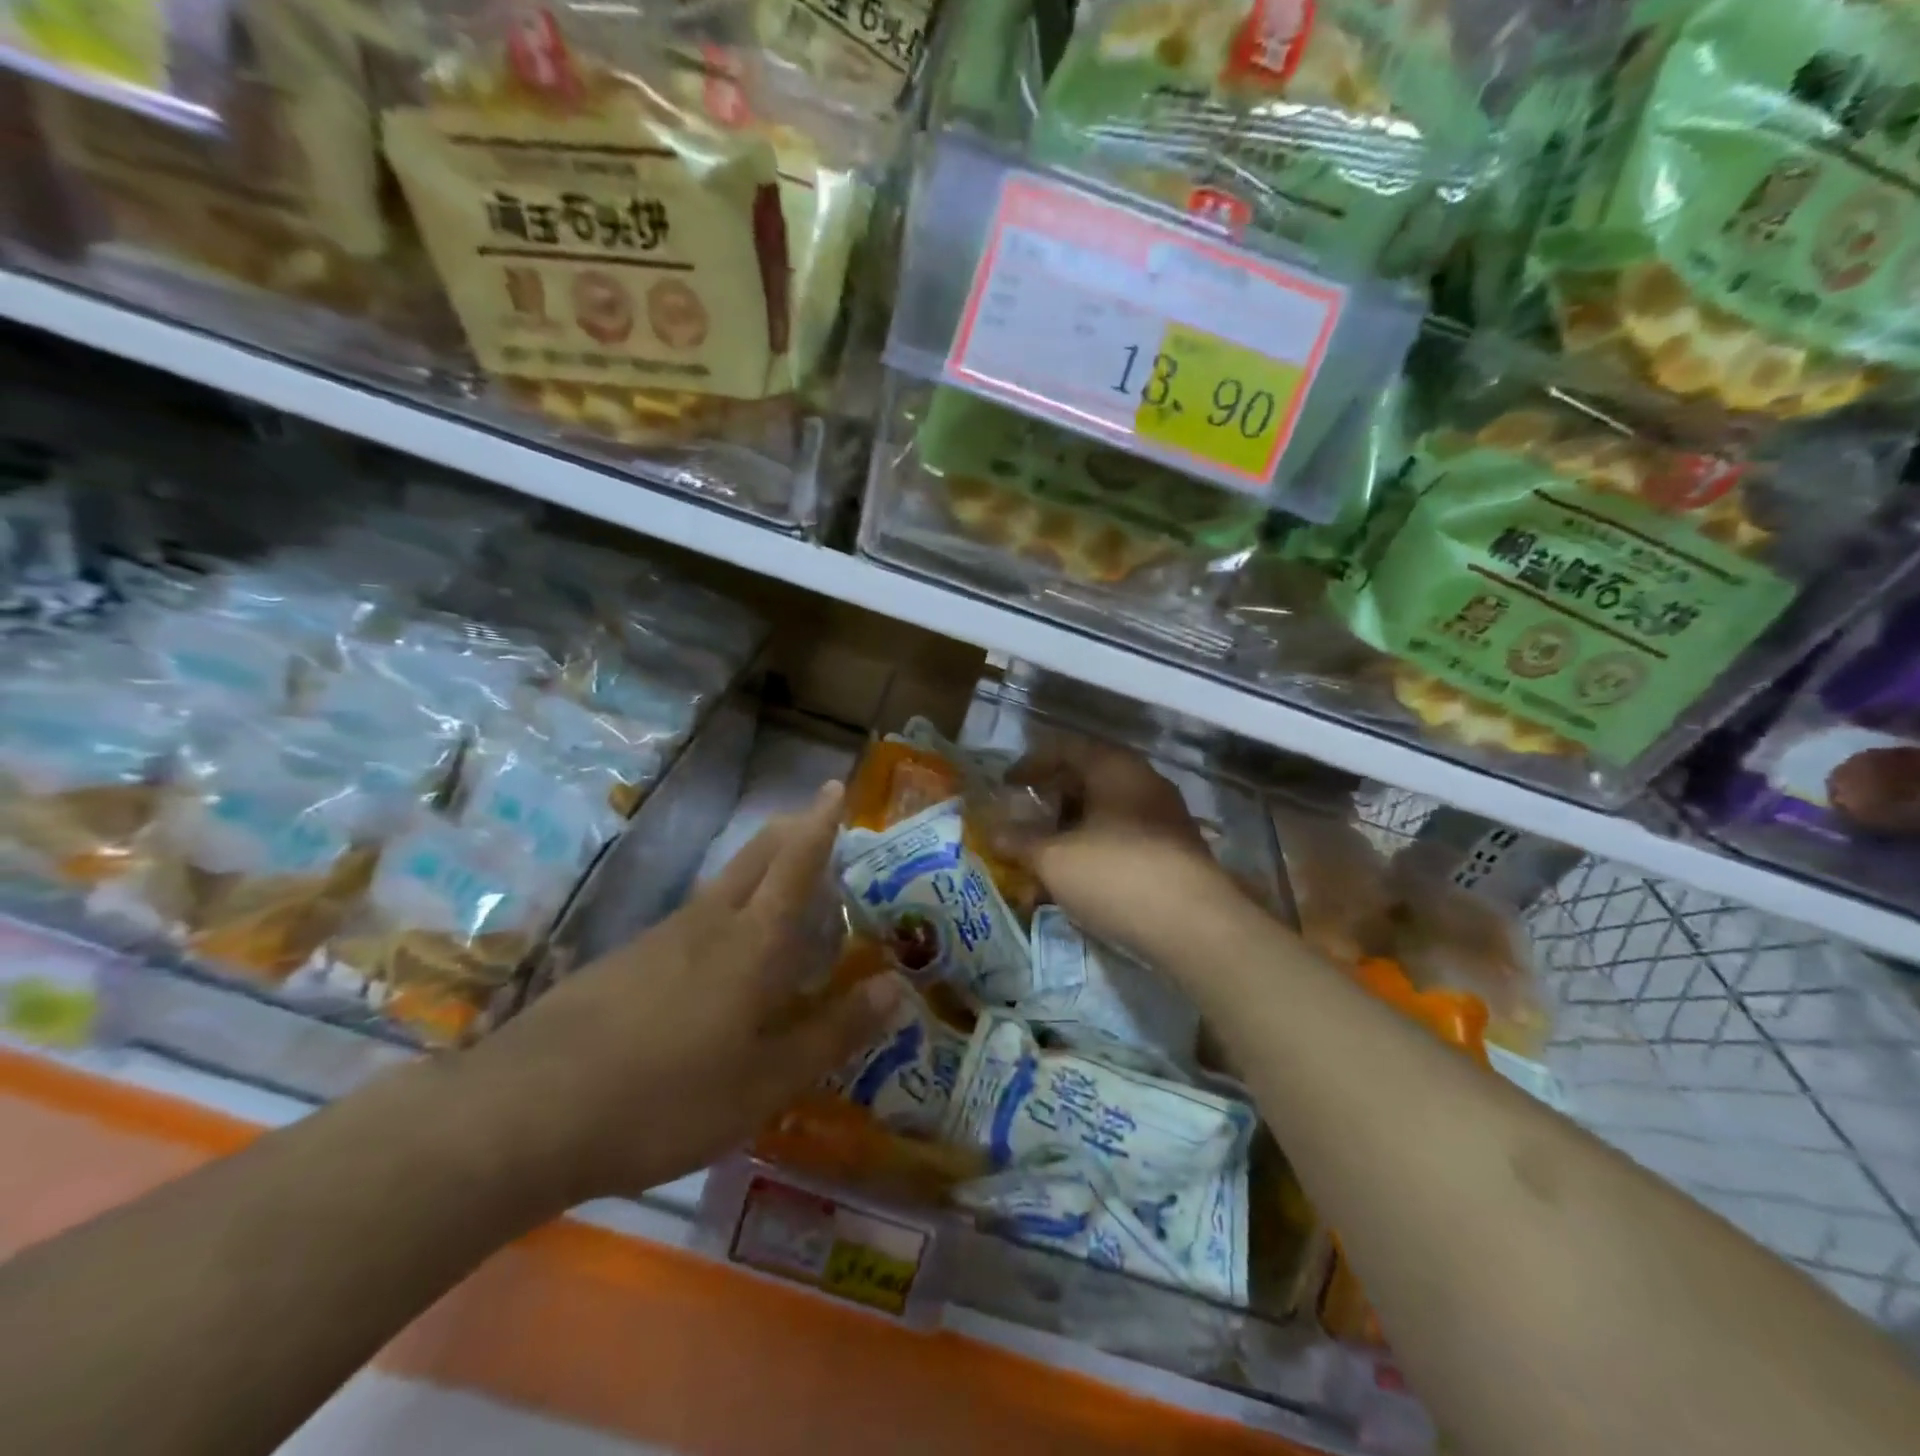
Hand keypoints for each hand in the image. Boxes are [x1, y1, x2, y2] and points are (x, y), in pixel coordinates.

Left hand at [469, 780, 899, 1205]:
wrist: (525, 1113)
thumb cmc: (667, 1097)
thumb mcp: (766, 1082)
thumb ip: (834, 1033)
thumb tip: (897, 987)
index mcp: (752, 942)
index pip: (796, 864)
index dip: (820, 824)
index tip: (833, 788)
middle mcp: (708, 923)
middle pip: (755, 857)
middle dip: (789, 830)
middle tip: (814, 821)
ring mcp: (659, 938)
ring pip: (721, 886)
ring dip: (757, 872)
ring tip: (781, 894)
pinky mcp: (624, 962)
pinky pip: (691, 920)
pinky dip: (722, 915)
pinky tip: (716, 957)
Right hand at [1011, 739, 1232, 957]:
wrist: (1195, 927)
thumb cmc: (1116, 874)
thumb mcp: (1054, 859)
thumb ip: (1020, 842)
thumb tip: (993, 833)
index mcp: (1115, 768)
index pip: (1065, 748)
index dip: (1030, 764)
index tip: (1006, 786)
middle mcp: (1143, 783)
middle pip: (1087, 780)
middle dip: (1050, 802)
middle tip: (1023, 822)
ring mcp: (1164, 818)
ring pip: (1105, 814)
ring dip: (1070, 832)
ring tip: (1044, 860)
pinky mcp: (1175, 853)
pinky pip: (1123, 840)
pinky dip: (1094, 852)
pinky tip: (1077, 883)